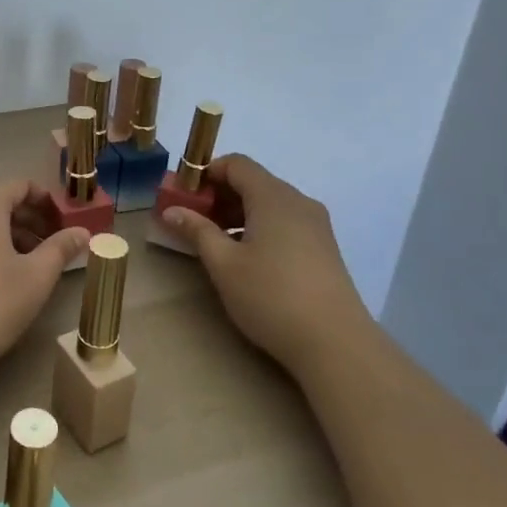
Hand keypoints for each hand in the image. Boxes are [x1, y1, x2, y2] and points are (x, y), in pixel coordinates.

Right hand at [158, 154, 371, 369]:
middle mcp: (298, 201)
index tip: (183, 197)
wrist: (335, 343)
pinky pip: (285, 222)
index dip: (205, 173)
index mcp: (273, 197)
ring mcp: (315, 224)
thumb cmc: (271, 296)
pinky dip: (259, 227)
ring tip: (215, 243)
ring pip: (269, 203)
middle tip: (192, 221)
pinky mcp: (323, 247)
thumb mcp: (224, 264)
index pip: (236, 164)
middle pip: (253, 181)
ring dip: (238, 213)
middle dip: (219, 195)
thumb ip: (196, 231)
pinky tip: (247, 258)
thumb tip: (171, 210)